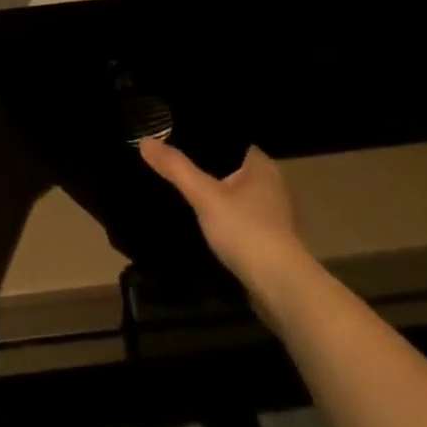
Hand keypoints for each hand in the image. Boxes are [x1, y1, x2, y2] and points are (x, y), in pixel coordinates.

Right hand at [139, 139, 312, 294]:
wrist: (281, 288)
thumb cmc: (246, 231)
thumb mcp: (205, 196)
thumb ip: (176, 168)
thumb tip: (145, 141)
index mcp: (261, 164)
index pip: (228, 141)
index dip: (203, 139)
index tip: (174, 138)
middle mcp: (271, 184)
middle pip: (230, 168)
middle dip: (205, 168)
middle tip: (171, 164)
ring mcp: (273, 214)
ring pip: (235, 195)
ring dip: (214, 196)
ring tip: (181, 191)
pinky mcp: (269, 239)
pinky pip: (239, 218)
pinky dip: (223, 218)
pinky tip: (201, 222)